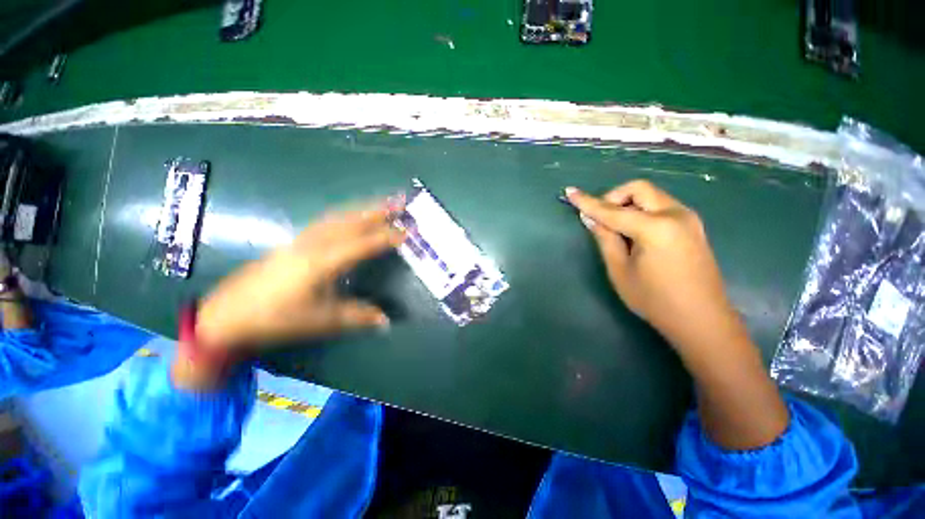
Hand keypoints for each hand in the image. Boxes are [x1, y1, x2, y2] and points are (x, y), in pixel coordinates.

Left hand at [195, 202, 404, 349]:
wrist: (228, 314)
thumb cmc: (277, 318)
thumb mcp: (322, 320)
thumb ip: (358, 317)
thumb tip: (386, 320)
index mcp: (324, 261)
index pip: (364, 244)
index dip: (388, 237)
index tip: (409, 230)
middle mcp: (315, 244)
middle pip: (352, 221)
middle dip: (379, 210)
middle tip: (400, 201)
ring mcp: (302, 239)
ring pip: (339, 217)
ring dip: (363, 209)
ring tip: (382, 203)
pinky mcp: (294, 241)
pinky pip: (327, 221)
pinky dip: (346, 215)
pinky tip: (351, 216)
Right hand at [564, 180, 740, 354]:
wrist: (702, 320)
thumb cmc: (655, 299)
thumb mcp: (620, 270)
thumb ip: (605, 238)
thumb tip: (590, 218)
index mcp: (655, 227)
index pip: (612, 210)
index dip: (588, 202)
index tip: (570, 191)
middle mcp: (676, 214)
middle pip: (638, 189)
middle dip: (614, 197)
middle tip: (601, 220)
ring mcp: (688, 219)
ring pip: (651, 196)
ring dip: (628, 205)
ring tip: (617, 230)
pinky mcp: (692, 226)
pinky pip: (661, 207)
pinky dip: (642, 212)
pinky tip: (635, 233)